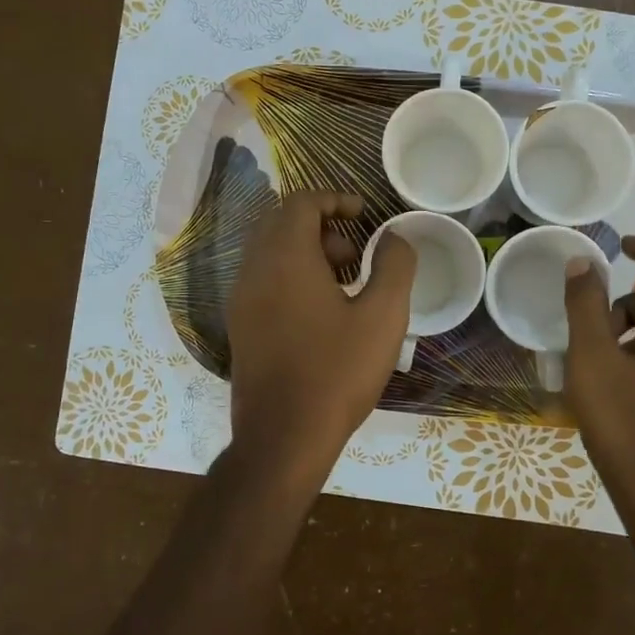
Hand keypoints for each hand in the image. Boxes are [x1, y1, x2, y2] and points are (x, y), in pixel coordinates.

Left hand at [227, 192, 415, 482]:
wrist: (284, 436)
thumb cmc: (338, 371)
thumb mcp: (383, 316)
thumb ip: (394, 266)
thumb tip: (394, 238)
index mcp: (285, 258)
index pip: (301, 202)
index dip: (335, 198)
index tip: (364, 213)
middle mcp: (254, 270)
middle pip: (281, 222)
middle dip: (321, 226)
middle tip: (355, 254)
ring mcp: (241, 299)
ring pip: (270, 252)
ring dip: (306, 252)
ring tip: (344, 285)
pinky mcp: (240, 326)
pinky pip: (263, 279)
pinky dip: (290, 276)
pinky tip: (320, 313)